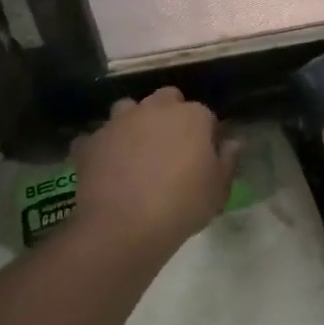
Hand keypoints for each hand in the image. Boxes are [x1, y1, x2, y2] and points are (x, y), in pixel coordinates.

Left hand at [70, 87, 238, 255]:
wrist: (124, 225)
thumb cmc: (182, 205)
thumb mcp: (218, 190)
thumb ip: (228, 161)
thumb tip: (232, 142)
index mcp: (192, 116)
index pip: (205, 115)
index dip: (205, 134)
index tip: (204, 155)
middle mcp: (155, 109)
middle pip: (166, 99)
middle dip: (169, 115)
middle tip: (170, 147)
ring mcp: (119, 122)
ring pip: (128, 109)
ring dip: (133, 123)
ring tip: (135, 151)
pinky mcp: (91, 141)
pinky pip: (96, 138)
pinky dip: (100, 148)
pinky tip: (104, 166)